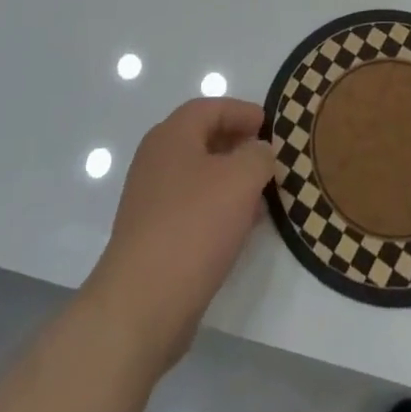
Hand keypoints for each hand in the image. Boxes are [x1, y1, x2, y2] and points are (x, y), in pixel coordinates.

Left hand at [85, 98, 273, 367]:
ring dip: (230, 179)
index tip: (269, 123)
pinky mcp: (152, 236)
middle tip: (267, 156)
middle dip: (237, 144)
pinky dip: (217, 207)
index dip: (241, 111)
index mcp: (172, 135)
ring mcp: (150, 200)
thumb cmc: (193, 226)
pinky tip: (240, 226)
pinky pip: (191, 207)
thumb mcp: (240, 180)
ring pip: (198, 176)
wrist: (141, 304)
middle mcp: (156, 160)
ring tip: (261, 193)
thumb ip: (258, 156)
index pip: (210, 108)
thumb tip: (260, 151)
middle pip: (202, 139)